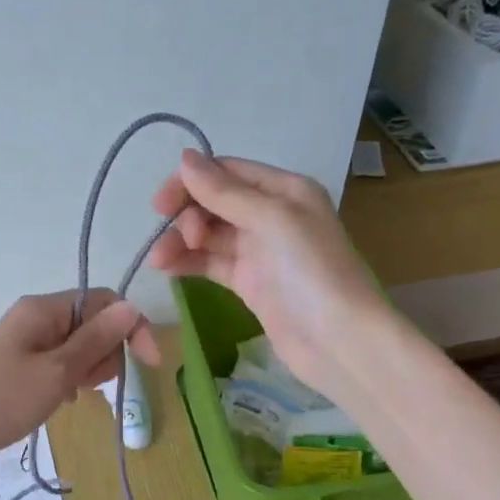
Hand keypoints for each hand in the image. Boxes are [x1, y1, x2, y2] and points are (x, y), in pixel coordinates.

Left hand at [0, 289, 157, 472]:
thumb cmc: (1, 401)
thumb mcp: (56, 372)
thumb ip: (96, 340)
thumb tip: (132, 307)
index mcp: (45, 309)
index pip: (105, 302)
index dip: (132, 327)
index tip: (150, 365)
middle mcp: (36, 316)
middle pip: (93, 323)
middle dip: (105, 353)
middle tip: (88, 386)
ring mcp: (25, 339)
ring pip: (77, 345)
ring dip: (87, 369)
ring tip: (70, 396)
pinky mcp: (18, 361)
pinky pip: (58, 361)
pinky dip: (68, 379)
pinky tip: (60, 400)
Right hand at [147, 151, 385, 404]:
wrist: (339, 341)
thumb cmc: (311, 271)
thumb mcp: (271, 220)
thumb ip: (224, 192)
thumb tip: (185, 158)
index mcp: (284, 190)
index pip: (227, 172)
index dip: (191, 182)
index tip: (160, 204)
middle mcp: (272, 215)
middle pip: (215, 202)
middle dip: (187, 216)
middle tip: (179, 241)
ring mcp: (260, 251)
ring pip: (209, 235)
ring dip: (181, 242)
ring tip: (159, 261)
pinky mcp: (250, 283)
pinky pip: (212, 263)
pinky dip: (189, 263)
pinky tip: (168, 270)